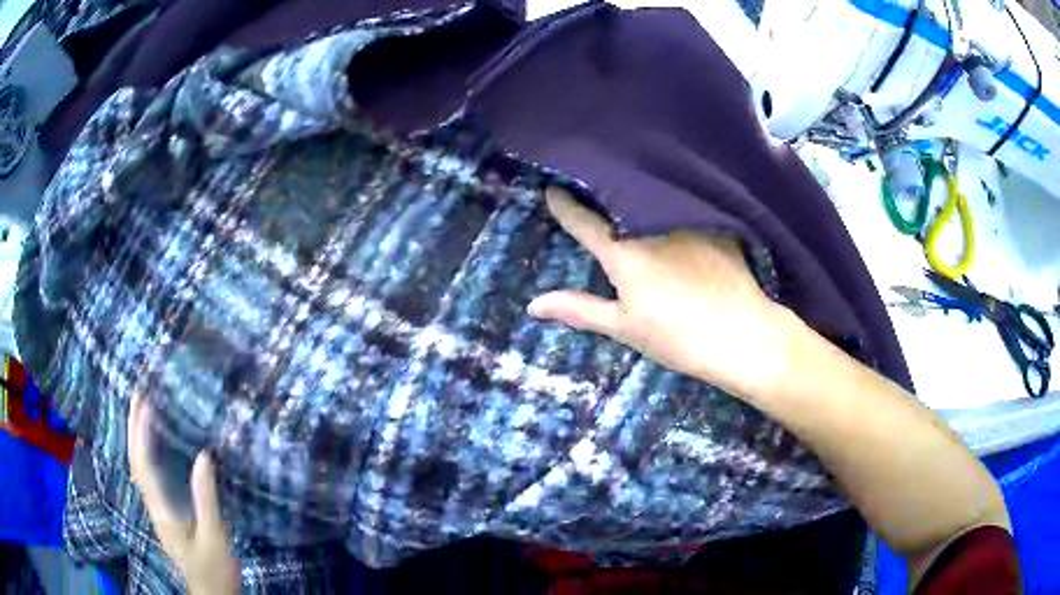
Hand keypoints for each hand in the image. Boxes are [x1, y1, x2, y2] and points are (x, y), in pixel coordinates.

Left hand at [128, 394, 239, 594]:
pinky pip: (150, 476)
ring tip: (144, 411)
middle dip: (133, 427)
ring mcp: (157, 511)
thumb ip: (206, 498)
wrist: (211, 594)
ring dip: (138, 437)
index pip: (143, 463)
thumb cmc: (214, 569)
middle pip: (135, 461)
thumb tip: (203, 455)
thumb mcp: (214, 536)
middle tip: (139, 394)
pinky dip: (147, 453)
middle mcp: (152, 506)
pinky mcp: (165, 514)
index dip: (140, 430)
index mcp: (161, 510)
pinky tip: (156, 446)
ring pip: (139, 467)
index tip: (145, 400)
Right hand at [528, 188, 796, 398]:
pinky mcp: (714, 223)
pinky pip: (684, 208)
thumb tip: (533, 305)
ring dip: (637, 197)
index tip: (551, 189)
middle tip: (589, 189)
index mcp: (624, 252)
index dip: (564, 204)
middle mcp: (651, 226)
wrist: (742, 335)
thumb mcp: (625, 327)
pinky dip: (671, 207)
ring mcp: (685, 221)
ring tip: (628, 193)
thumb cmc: (678, 337)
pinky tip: (672, 208)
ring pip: (653, 201)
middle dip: (600, 195)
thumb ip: (579, 310)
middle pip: (618, 203)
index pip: (583, 220)